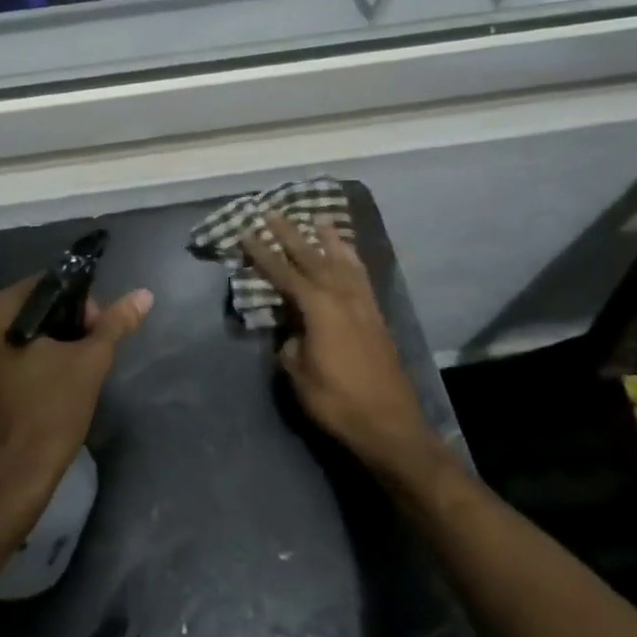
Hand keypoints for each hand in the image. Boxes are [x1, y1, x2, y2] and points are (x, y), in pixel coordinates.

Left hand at [0, 276, 153, 530]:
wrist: (12, 479)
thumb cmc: (50, 413)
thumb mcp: (90, 363)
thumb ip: (115, 324)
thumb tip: (143, 294)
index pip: (49, 286)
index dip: (82, 304)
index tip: (99, 333)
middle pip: (33, 310)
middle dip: (66, 326)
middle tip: (90, 354)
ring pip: (20, 334)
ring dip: (49, 345)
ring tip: (73, 371)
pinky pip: (5, 356)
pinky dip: (28, 362)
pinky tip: (48, 385)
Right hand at [241, 214, 439, 483]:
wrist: (390, 424)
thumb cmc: (337, 401)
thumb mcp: (299, 374)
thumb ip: (290, 344)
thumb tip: (292, 332)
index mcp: (318, 308)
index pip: (284, 274)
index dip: (262, 254)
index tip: (246, 234)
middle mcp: (342, 297)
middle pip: (312, 258)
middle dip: (291, 235)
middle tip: (273, 212)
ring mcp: (363, 305)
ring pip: (342, 262)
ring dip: (327, 239)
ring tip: (317, 219)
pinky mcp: (376, 317)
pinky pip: (362, 277)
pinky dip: (352, 260)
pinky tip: (347, 256)